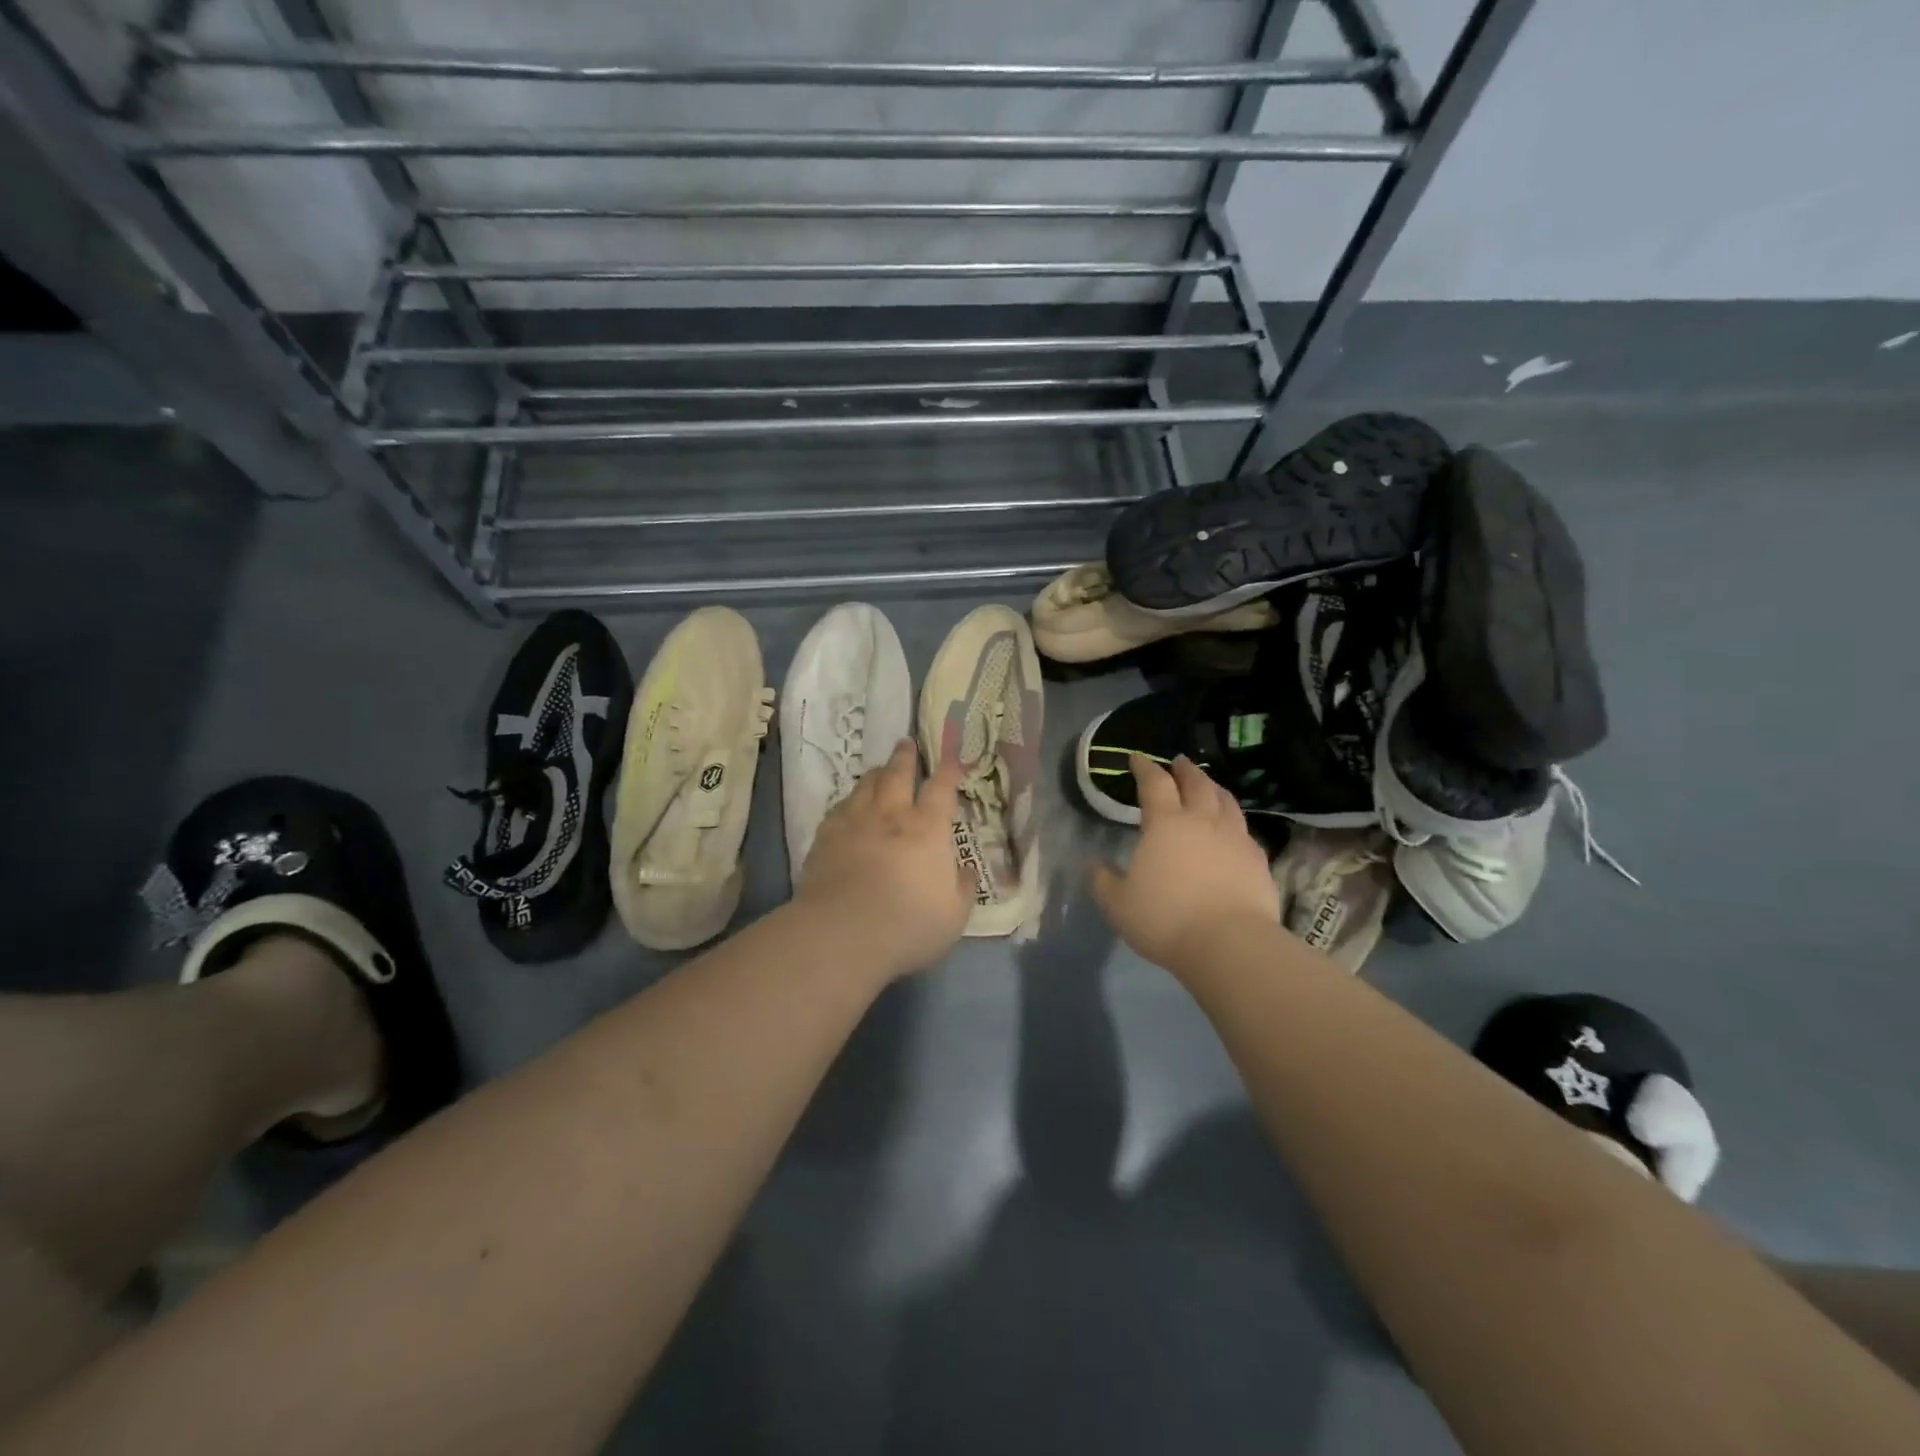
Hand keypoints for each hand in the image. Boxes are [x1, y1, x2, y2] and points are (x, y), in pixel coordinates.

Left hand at [795, 739, 973, 979]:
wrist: (842, 933)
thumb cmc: (908, 924)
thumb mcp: (954, 915)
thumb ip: (963, 888)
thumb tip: (967, 871)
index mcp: (928, 828)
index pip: (942, 788)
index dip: (949, 770)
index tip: (952, 758)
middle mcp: (892, 815)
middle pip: (898, 774)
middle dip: (905, 757)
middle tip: (906, 743)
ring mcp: (855, 822)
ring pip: (866, 785)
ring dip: (876, 773)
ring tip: (878, 769)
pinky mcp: (826, 836)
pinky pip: (839, 807)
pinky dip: (849, 801)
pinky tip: (848, 806)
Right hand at [1090, 755, 1279, 974]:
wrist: (1230, 944)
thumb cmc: (1166, 919)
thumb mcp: (1118, 905)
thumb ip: (1103, 881)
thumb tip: (1094, 864)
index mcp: (1165, 824)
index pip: (1154, 783)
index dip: (1145, 767)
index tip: (1137, 757)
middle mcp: (1203, 821)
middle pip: (1197, 783)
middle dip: (1185, 769)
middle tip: (1179, 761)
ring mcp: (1235, 839)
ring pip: (1226, 802)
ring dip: (1214, 788)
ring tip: (1209, 786)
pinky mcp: (1258, 860)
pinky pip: (1245, 830)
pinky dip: (1234, 821)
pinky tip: (1233, 830)